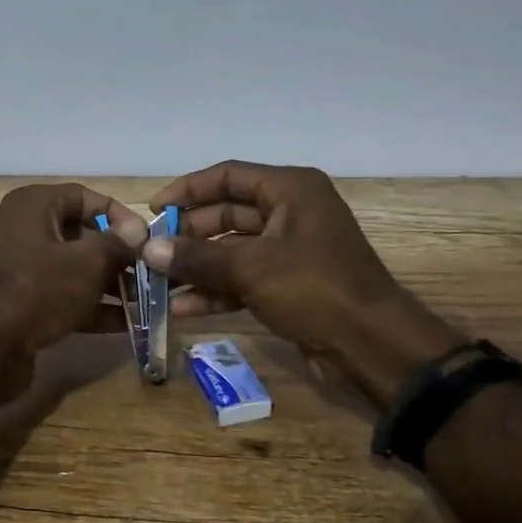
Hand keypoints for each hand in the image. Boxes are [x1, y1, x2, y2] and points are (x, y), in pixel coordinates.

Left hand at [0, 183, 148, 357]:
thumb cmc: (37, 290)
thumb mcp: (86, 263)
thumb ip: (117, 245)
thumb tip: (138, 231)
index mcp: (33, 205)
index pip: (85, 198)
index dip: (120, 216)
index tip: (147, 241)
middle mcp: (23, 229)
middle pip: (81, 235)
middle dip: (118, 256)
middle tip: (150, 275)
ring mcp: (20, 268)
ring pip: (73, 269)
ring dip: (109, 284)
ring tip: (144, 302)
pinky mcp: (20, 303)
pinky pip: (62, 296)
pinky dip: (90, 307)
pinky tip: (125, 325)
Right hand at [144, 162, 452, 364]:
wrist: (373, 347)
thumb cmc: (315, 290)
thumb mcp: (252, 269)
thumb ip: (197, 257)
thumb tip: (148, 250)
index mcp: (290, 190)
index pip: (228, 175)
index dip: (188, 189)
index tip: (154, 209)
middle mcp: (290, 212)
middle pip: (226, 214)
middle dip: (188, 235)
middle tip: (151, 251)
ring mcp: (289, 251)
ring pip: (231, 250)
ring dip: (197, 267)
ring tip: (158, 284)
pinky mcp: (288, 284)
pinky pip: (243, 278)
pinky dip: (216, 291)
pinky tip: (182, 308)